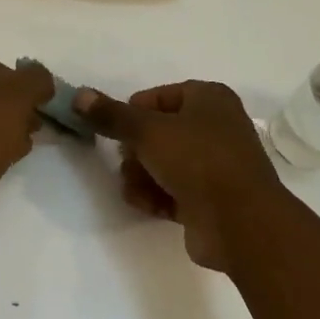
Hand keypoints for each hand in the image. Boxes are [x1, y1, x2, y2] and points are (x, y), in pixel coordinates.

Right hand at [73, 81, 282, 270]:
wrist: (240, 223)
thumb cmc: (197, 160)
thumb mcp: (147, 131)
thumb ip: (111, 115)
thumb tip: (79, 95)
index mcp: (209, 98)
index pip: (155, 98)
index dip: (132, 115)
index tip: (118, 134)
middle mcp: (215, 126)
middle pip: (156, 133)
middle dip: (135, 153)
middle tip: (128, 165)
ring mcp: (215, 165)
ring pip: (162, 164)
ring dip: (142, 177)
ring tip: (138, 191)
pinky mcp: (210, 199)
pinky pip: (173, 190)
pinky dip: (158, 197)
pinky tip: (150, 207)